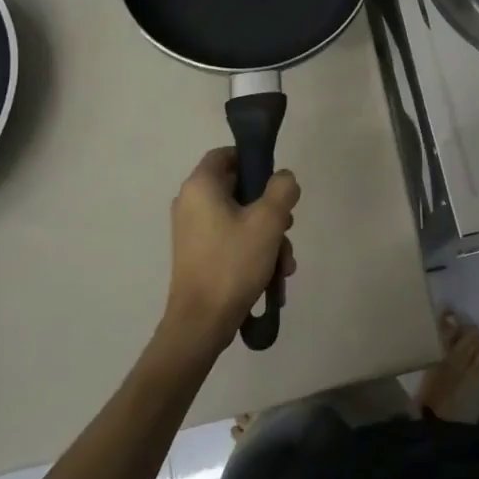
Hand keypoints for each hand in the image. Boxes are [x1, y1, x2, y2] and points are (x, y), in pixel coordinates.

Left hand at [160, 148, 298, 357]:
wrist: (200, 324)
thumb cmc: (232, 263)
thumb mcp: (268, 220)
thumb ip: (282, 189)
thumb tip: (284, 179)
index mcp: (200, 186)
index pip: (226, 154)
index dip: (253, 161)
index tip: (276, 183)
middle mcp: (191, 202)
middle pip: (239, 190)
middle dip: (271, 210)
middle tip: (288, 229)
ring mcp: (193, 230)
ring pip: (240, 218)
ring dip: (268, 236)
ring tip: (285, 264)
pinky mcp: (198, 255)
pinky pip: (231, 240)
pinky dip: (253, 251)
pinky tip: (274, 276)